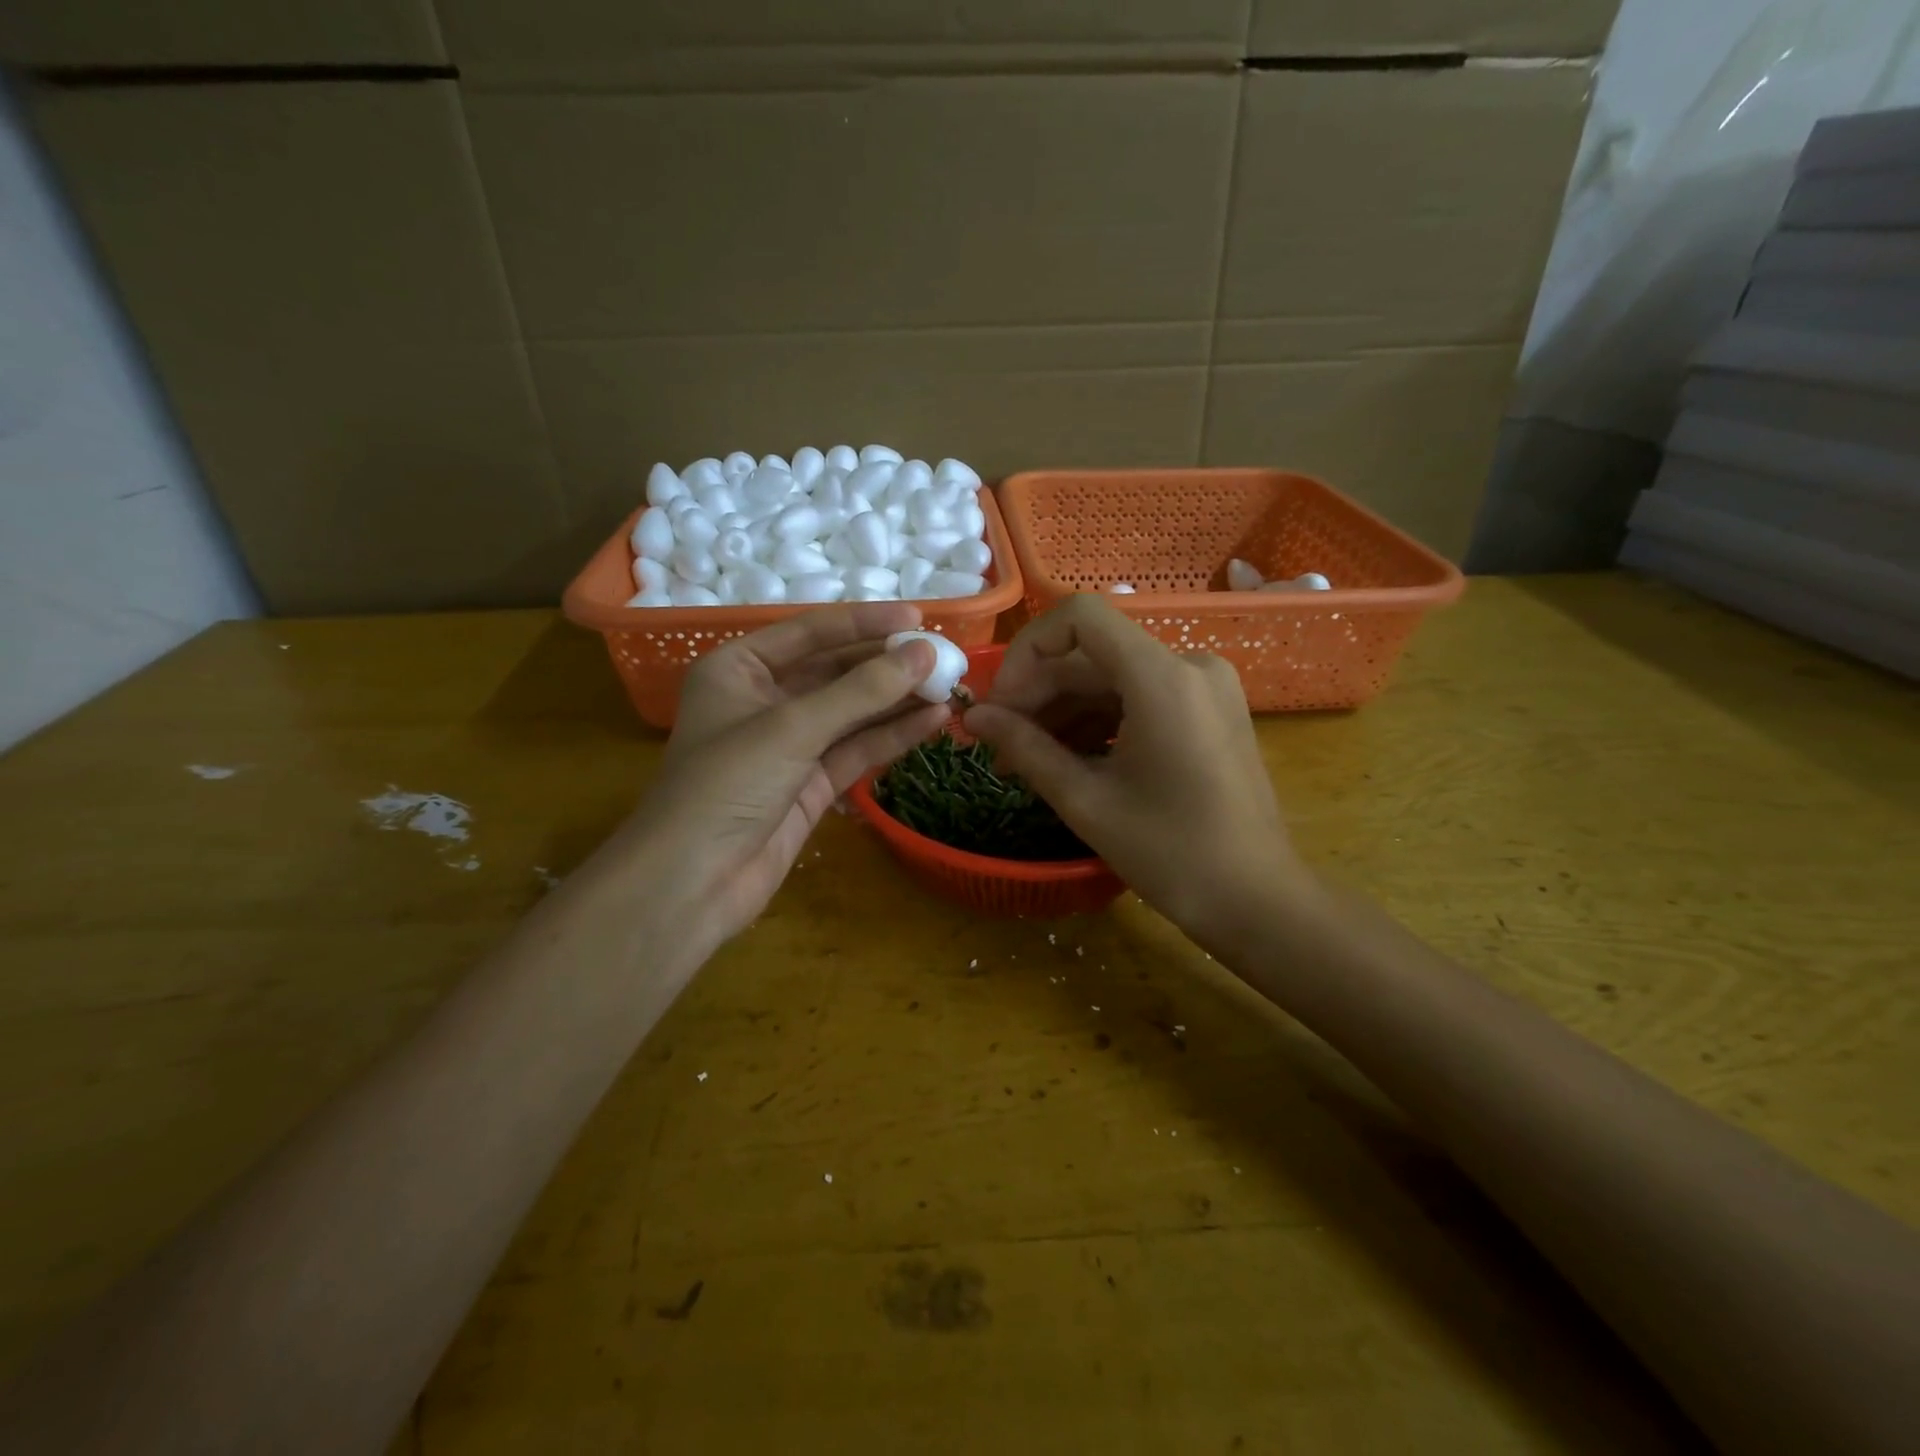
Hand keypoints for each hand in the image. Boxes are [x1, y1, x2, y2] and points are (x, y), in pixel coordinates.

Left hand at [601, 603, 947, 960]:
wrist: (691, 883)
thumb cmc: (726, 785)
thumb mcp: (792, 727)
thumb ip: (861, 691)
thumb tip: (924, 654)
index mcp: (739, 668)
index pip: (811, 632)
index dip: (865, 624)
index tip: (918, 620)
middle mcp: (764, 699)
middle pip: (836, 672)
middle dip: (888, 666)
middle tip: (944, 657)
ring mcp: (790, 744)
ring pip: (852, 712)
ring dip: (898, 701)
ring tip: (950, 688)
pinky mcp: (811, 783)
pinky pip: (857, 749)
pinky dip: (893, 735)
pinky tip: (933, 722)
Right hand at [963, 595, 1309, 945]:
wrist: (1256, 900)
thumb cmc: (1170, 853)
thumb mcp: (1085, 800)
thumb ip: (1025, 747)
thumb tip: (973, 717)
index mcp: (1162, 677)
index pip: (1080, 617)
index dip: (1028, 651)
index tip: (1001, 704)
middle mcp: (1189, 665)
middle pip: (1092, 655)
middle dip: (1038, 695)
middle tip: (997, 744)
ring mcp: (1204, 686)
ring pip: (1112, 679)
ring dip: (1063, 712)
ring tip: (1024, 761)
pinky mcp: (1208, 710)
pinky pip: (1139, 698)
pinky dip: (1098, 721)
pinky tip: (1067, 759)